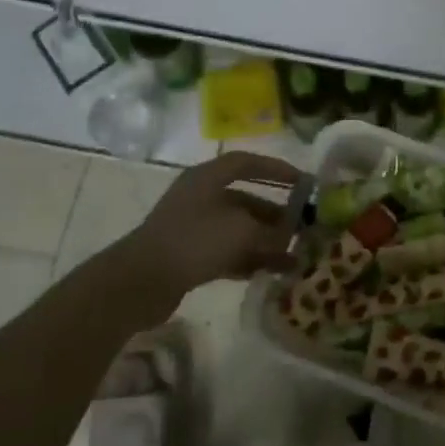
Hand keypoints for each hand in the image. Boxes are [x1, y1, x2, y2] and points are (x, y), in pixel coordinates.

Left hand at [122, 152, 303, 303]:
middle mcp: (200, 197)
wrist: (141, 281)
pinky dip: (249, 259)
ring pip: (238, 229)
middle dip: (275, 214)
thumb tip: (289, 236)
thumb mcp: (242, 231)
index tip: (303, 182)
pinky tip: (271, 272)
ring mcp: (193, 227)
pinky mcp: (189, 255)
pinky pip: (227, 252)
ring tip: (294, 255)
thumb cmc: (194, 241)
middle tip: (301, 227)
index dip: (276, 169)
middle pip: (245, 199)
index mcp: (207, 178)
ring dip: (265, 241)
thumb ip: (271, 231)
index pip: (247, 163)